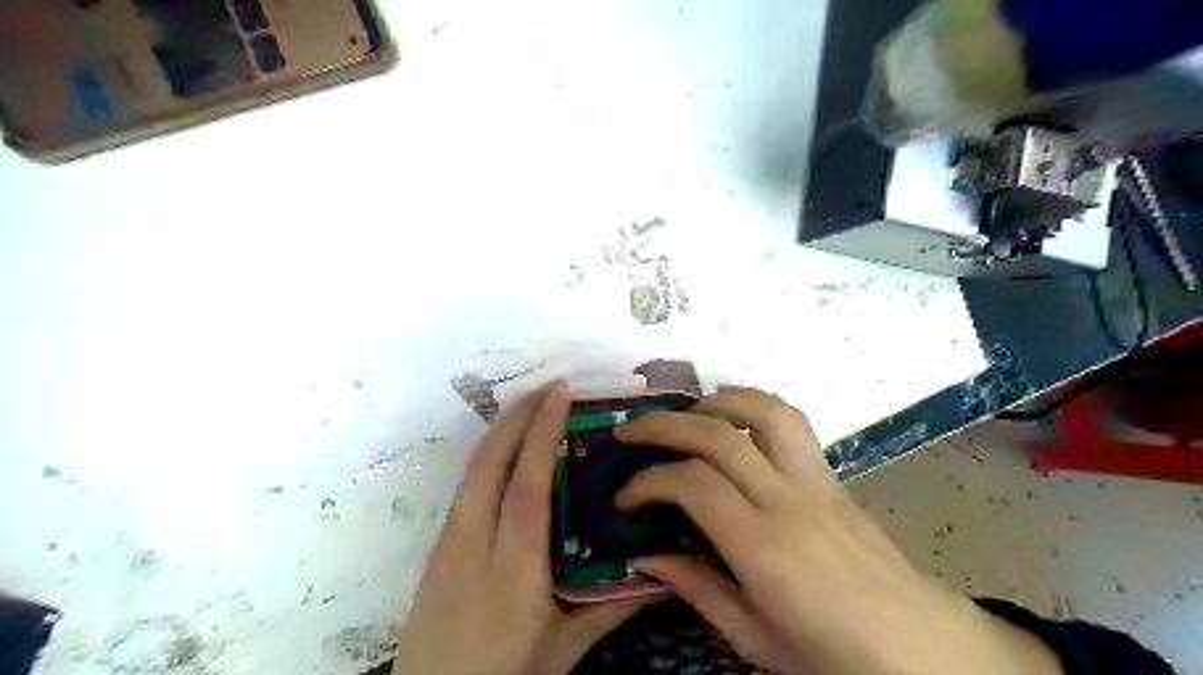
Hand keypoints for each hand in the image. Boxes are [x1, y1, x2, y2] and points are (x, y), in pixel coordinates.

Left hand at [397, 385, 648, 673]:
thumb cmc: (503, 672)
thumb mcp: (564, 648)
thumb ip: (613, 608)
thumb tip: (664, 577)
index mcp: (513, 563)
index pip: (527, 481)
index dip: (542, 432)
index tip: (560, 394)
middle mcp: (476, 540)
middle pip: (491, 461)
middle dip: (519, 416)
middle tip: (550, 387)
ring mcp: (451, 540)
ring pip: (473, 468)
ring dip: (502, 430)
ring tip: (532, 407)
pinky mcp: (440, 545)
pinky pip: (467, 486)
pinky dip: (489, 455)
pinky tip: (507, 453)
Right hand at [614, 387, 1055, 674]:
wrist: (921, 649)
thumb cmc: (834, 655)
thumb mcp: (756, 640)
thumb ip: (698, 589)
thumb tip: (645, 557)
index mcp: (766, 551)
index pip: (694, 485)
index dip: (649, 481)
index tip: (625, 496)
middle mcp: (790, 501)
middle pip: (719, 436)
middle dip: (664, 425)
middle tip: (629, 433)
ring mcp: (817, 481)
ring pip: (764, 412)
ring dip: (715, 402)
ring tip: (683, 414)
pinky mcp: (832, 475)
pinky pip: (792, 423)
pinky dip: (754, 405)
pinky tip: (732, 416)